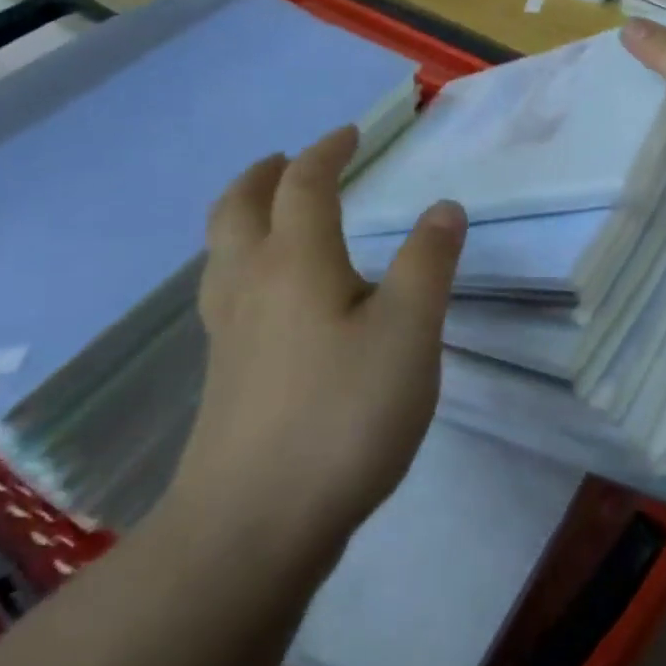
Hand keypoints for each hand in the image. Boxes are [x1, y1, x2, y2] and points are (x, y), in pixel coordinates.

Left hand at [166, 127, 466, 554]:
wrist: (251, 530)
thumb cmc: (342, 416)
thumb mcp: (409, 332)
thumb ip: (428, 263)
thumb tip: (443, 207)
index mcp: (296, 261)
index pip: (305, 184)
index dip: (327, 151)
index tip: (350, 134)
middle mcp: (251, 284)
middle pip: (240, 208)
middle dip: (265, 174)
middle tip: (289, 160)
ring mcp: (228, 333)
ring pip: (223, 251)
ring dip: (244, 215)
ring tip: (272, 214)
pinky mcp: (223, 376)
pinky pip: (225, 291)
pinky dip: (243, 262)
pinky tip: (269, 295)